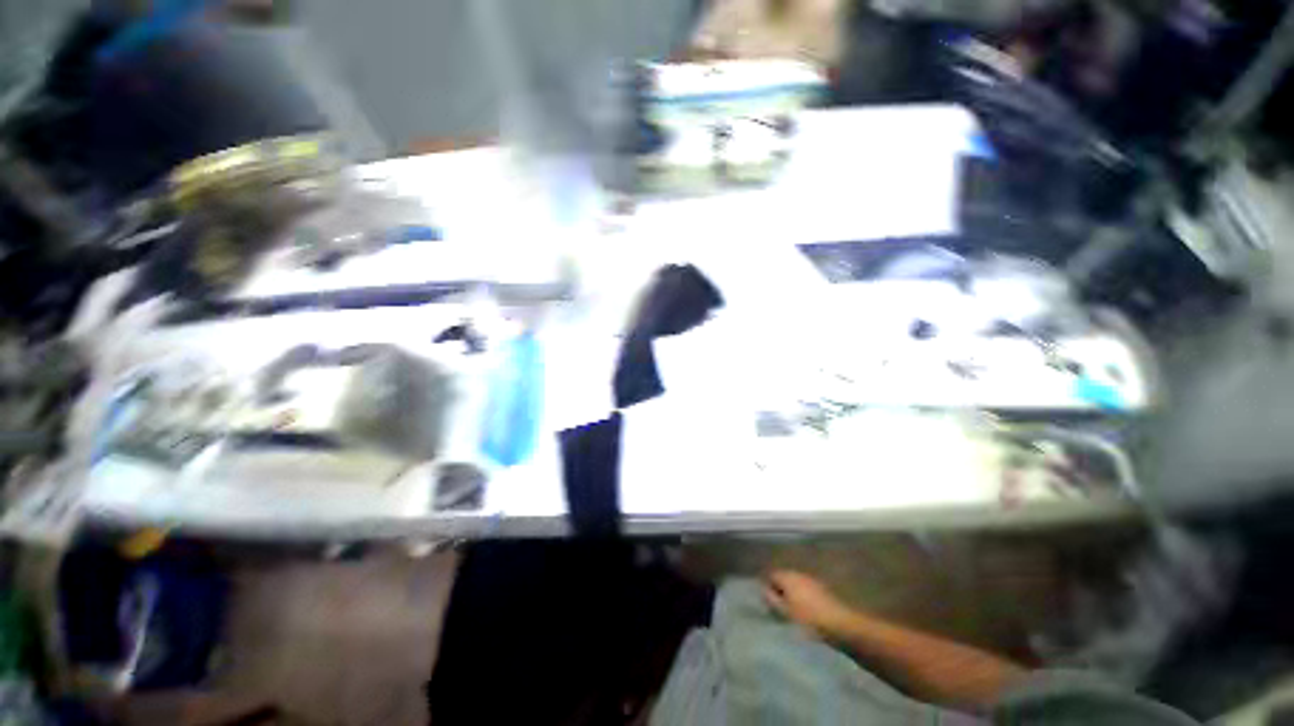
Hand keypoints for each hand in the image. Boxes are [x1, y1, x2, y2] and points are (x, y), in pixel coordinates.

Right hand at [762, 570, 857, 639]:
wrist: (841, 625)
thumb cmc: (808, 619)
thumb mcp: (785, 612)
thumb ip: (771, 599)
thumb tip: (763, 590)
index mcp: (788, 576)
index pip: (772, 576)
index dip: (768, 588)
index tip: (768, 605)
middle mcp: (799, 574)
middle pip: (784, 579)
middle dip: (780, 591)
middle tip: (779, 610)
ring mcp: (813, 581)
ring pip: (797, 585)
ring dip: (793, 596)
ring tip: (793, 614)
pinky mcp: (823, 590)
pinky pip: (807, 591)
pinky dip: (804, 599)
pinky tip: (807, 613)